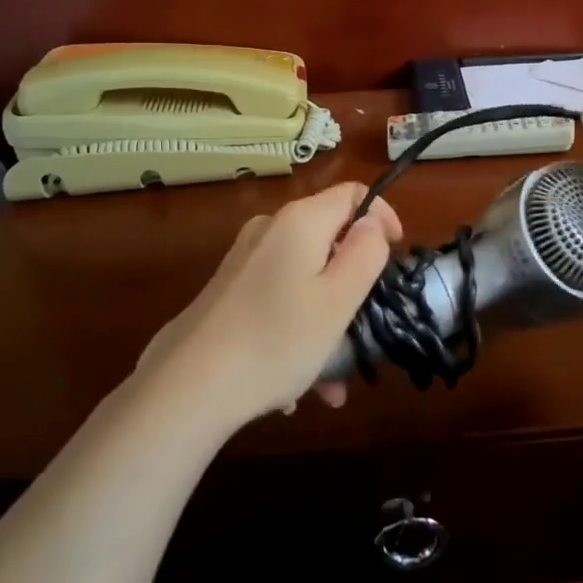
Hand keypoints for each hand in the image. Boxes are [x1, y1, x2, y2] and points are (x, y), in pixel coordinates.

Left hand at [139, 182, 402, 430]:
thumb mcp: (338, 299)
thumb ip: (365, 253)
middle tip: (366, 328)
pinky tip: (295, 388)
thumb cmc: (277, 340)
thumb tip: (372, 222)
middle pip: (328, 239)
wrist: (186, 387)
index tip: (396, 256)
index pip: (354, 194)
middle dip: (353, 281)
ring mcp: (244, 261)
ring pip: (304, 278)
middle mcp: (269, 230)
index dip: (382, 217)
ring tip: (332, 380)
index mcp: (300, 221)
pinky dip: (296, 331)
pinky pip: (277, 300)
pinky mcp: (227, 291)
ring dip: (326, 320)